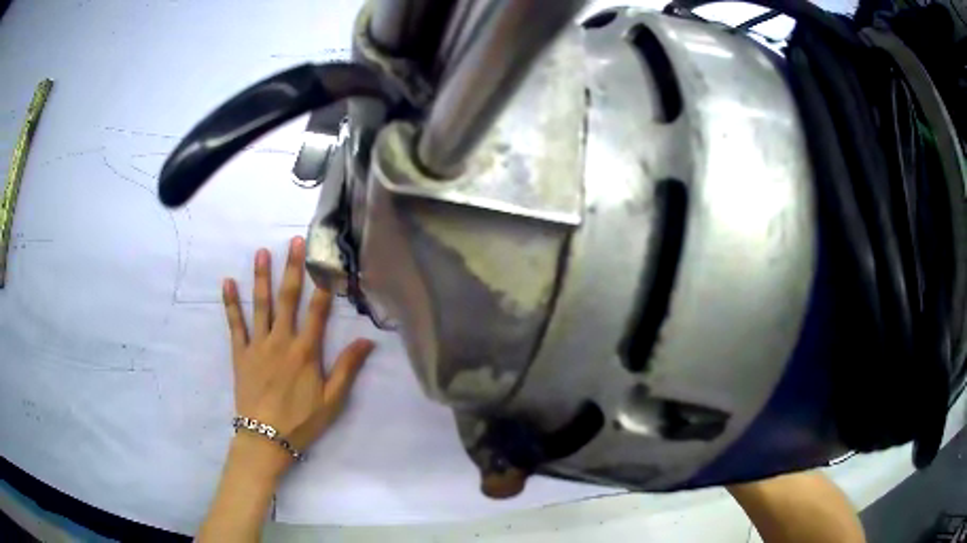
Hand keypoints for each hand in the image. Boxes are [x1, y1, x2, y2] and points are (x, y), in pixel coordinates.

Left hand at [221, 236, 374, 477]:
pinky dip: (231, 303)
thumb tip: (367, 341)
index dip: (324, 284)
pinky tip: (228, 283)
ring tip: (262, 252)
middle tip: (295, 241)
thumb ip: (347, 369)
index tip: (328, 260)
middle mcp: (281, 341)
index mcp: (306, 352)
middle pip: (288, 299)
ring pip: (260, 305)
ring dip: (262, 277)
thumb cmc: (301, 421)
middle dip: (292, 268)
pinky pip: (235, 324)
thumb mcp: (332, 401)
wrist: (265, 439)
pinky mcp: (241, 353)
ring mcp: (258, 345)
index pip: (318, 311)